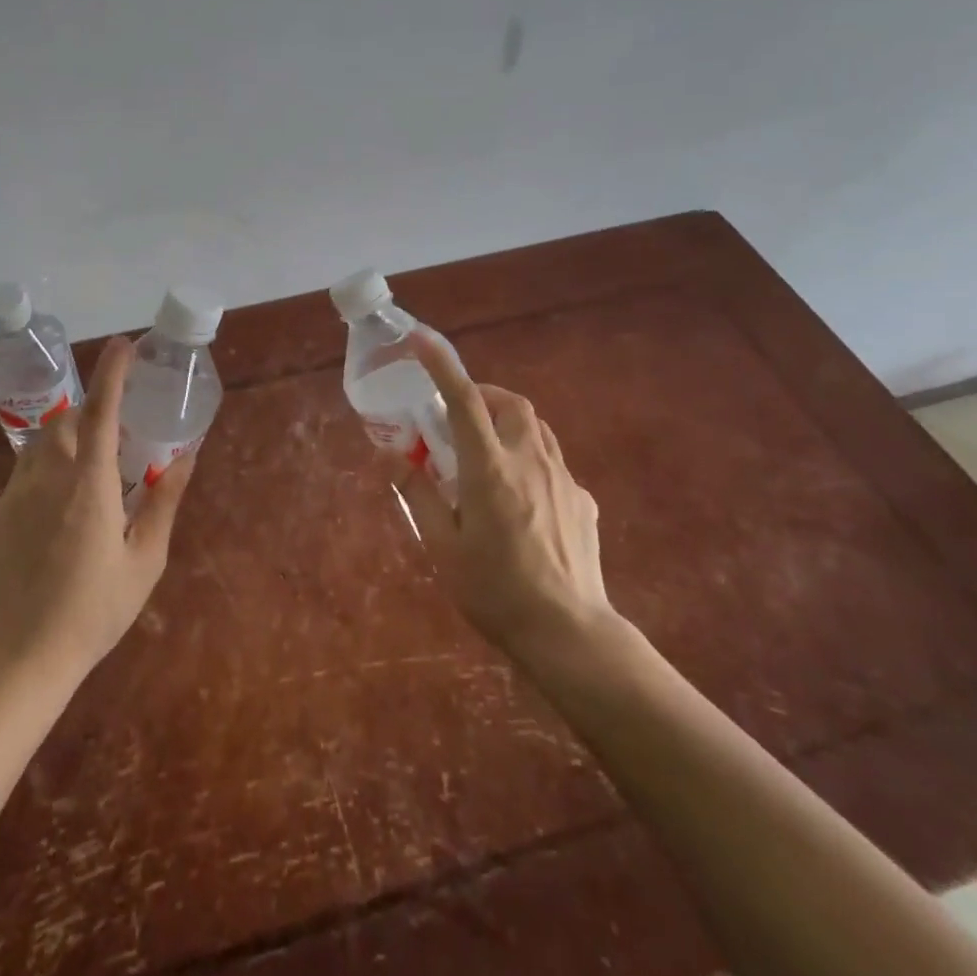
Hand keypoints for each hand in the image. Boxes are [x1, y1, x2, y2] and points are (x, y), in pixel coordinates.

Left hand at [0, 337, 194, 683]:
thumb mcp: (145, 560)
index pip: (101, 413)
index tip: (123, 345)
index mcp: (90, 487)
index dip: (112, 374)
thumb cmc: (95, 610)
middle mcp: (46, 480)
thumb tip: (186, 456)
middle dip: (87, 416)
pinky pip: (20, 481)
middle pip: (64, 422)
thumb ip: (164, 502)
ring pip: (38, 447)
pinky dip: (41, 483)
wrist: (22, 657)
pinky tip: (50, 524)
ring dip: (63, 446)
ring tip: (82, 478)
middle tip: (110, 438)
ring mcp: (12, 496)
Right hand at [391, 331, 621, 670]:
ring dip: (507, 423)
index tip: (422, 340)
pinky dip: (528, 459)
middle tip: (458, 418)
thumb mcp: (442, 546)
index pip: (464, 401)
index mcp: (490, 470)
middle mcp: (530, 462)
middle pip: (511, 404)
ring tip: (485, 452)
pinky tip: (518, 498)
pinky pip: (552, 462)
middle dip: (483, 396)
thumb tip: (393, 455)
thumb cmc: (495, 591)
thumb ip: (417, 494)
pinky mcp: (582, 501)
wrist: (569, 635)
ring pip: (536, 428)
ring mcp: (563, 480)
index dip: (442, 366)